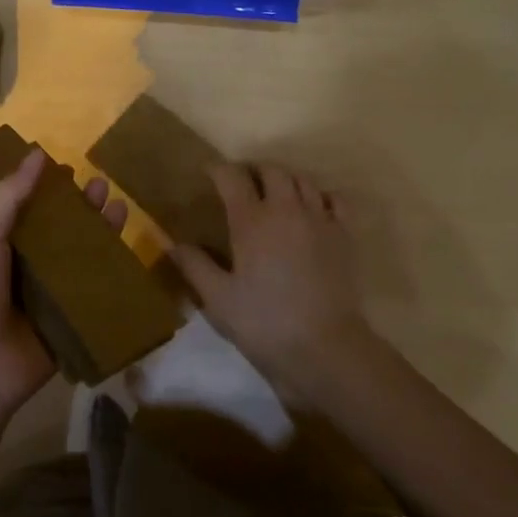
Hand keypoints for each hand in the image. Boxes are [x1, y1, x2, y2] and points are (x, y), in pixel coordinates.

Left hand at [0, 147, 128, 421]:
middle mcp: (27, 269)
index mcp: (1, 247)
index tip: (70, 168)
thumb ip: (9, 197)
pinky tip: (130, 253)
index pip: (30, 210)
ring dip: (101, 234)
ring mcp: (51, 297)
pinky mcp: (72, 323)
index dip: (49, 189)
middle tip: (103, 185)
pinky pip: (96, 295)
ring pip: (83, 259)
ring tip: (119, 207)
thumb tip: (37, 153)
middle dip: (82, 208)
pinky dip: (113, 275)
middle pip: (62, 231)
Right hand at [172, 162, 368, 391]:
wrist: (325, 346)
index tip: (208, 172)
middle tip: (243, 184)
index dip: (218, 170)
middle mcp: (286, 209)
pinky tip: (313, 209)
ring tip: (275, 194)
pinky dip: (321, 195)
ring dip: (286, 180)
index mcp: (251, 221)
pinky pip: (335, 198)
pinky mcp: (344, 234)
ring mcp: (319, 219)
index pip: (232, 177)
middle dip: (254, 170)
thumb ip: (195, 266)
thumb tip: (172, 244)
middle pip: (271, 170)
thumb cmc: (265, 323)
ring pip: (303, 180)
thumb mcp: (218, 299)